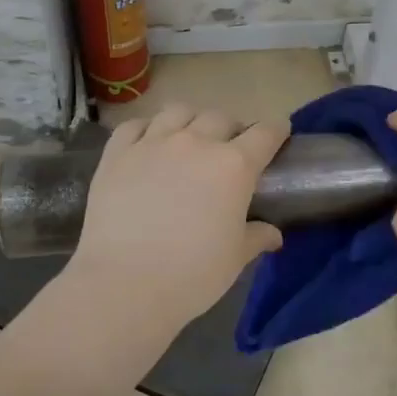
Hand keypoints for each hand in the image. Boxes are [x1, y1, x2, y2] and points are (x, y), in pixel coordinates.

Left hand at [64, 104, 288, 337]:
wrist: (123, 284)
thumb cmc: (192, 275)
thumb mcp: (234, 259)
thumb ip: (256, 237)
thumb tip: (273, 235)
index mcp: (234, 166)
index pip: (265, 134)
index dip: (276, 131)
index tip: (279, 133)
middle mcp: (196, 143)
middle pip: (220, 117)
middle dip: (231, 129)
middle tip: (229, 149)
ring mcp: (153, 143)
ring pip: (178, 111)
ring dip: (191, 120)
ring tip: (188, 138)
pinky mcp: (117, 154)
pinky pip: (135, 125)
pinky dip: (147, 128)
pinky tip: (148, 143)